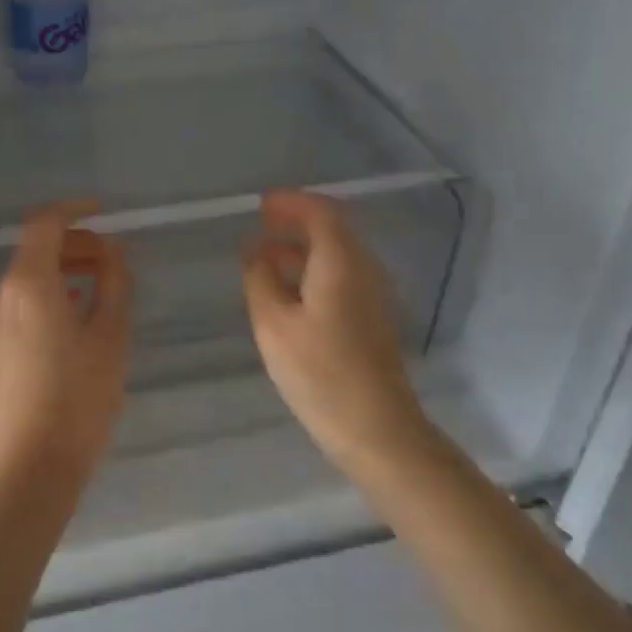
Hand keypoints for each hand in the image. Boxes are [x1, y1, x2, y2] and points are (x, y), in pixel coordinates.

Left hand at [0, 201, 131, 489]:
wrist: (28, 469)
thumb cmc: (78, 399)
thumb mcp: (111, 336)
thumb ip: (115, 283)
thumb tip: (113, 251)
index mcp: (28, 284)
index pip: (45, 223)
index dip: (76, 210)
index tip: (105, 213)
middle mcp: (0, 295)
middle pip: (36, 251)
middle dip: (76, 246)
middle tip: (114, 261)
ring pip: (28, 279)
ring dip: (63, 273)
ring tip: (101, 292)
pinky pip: (20, 305)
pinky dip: (48, 297)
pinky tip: (75, 322)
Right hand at [241, 190, 433, 480]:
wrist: (376, 428)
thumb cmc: (320, 372)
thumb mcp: (274, 324)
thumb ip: (260, 280)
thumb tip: (255, 252)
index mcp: (341, 261)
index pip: (320, 212)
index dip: (290, 203)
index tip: (261, 205)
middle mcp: (364, 268)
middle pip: (333, 229)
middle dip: (296, 223)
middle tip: (260, 228)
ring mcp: (374, 294)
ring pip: (338, 254)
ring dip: (303, 249)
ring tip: (265, 260)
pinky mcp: (373, 317)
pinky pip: (343, 276)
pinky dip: (314, 270)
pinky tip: (289, 292)